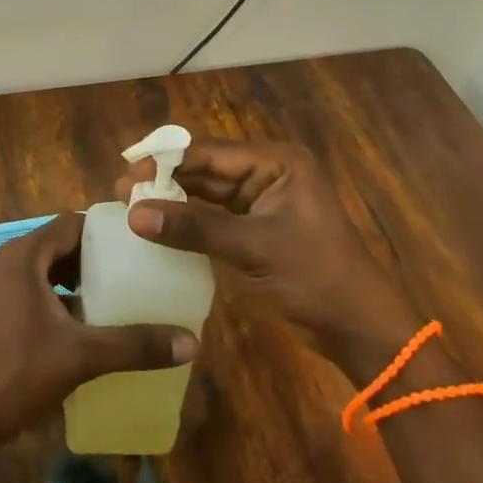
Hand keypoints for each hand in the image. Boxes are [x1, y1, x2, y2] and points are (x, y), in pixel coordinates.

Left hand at [0, 212, 197, 450]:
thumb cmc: (15, 375)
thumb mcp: (80, 357)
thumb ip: (134, 346)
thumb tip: (191, 342)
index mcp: (21, 257)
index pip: (70, 224)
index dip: (104, 231)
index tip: (137, 244)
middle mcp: (4, 261)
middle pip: (57, 245)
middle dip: (93, 258)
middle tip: (132, 273)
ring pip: (43, 268)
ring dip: (74, 279)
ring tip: (113, 296)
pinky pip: (30, 288)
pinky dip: (55, 297)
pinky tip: (81, 324)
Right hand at [121, 138, 413, 360]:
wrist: (361, 330)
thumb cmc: (314, 279)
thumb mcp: (252, 249)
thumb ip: (193, 228)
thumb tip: (134, 214)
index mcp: (277, 161)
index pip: (210, 153)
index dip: (166, 161)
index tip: (126, 173)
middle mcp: (269, 171)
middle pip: (207, 168)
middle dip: (166, 179)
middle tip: (121, 192)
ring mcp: (265, 198)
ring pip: (208, 191)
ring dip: (174, 198)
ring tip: (131, 206)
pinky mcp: (259, 225)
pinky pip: (217, 214)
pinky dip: (190, 219)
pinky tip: (160, 225)